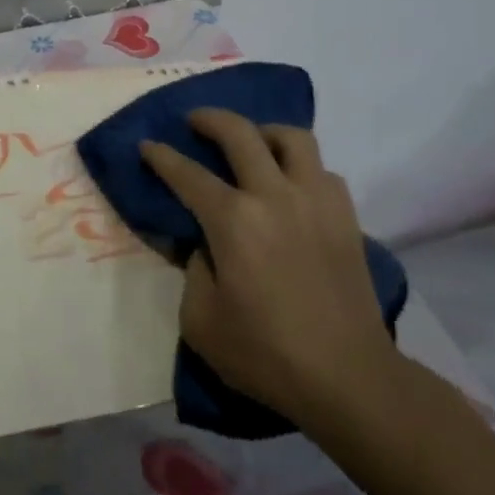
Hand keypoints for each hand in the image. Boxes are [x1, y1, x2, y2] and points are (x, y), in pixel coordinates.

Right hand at [140, 110, 400, 429]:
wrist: (347, 376)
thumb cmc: (265, 354)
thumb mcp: (200, 321)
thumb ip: (192, 269)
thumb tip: (202, 243)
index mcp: (234, 221)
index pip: (188, 174)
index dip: (162, 156)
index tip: (147, 145)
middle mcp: (275, 196)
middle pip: (241, 133)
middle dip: (210, 118)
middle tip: (194, 120)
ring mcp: (317, 201)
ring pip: (293, 138)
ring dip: (264, 132)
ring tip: (252, 143)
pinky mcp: (346, 217)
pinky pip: (322, 171)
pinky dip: (301, 167)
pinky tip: (291, 185)